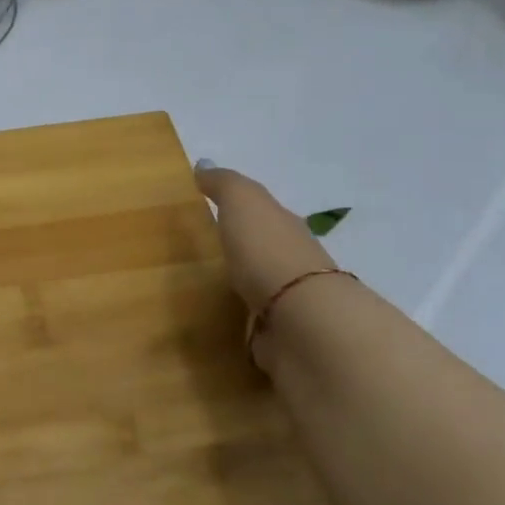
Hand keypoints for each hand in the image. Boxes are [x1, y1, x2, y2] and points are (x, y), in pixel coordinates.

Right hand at [195, 160, 332, 317]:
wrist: (301, 320)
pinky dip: (244, 324)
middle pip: (263, 252)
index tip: (212, 212)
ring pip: (260, 290)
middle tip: (208, 253)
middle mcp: (291, 263)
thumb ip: (223, 184)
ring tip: (208, 292)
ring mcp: (288, 304)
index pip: (262, 215)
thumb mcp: (243, 202)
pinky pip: (256, 326)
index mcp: (284, 227)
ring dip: (243, 290)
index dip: (240, 211)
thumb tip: (203, 165)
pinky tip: (223, 325)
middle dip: (242, 252)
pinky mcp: (279, 340)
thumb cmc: (267, 250)